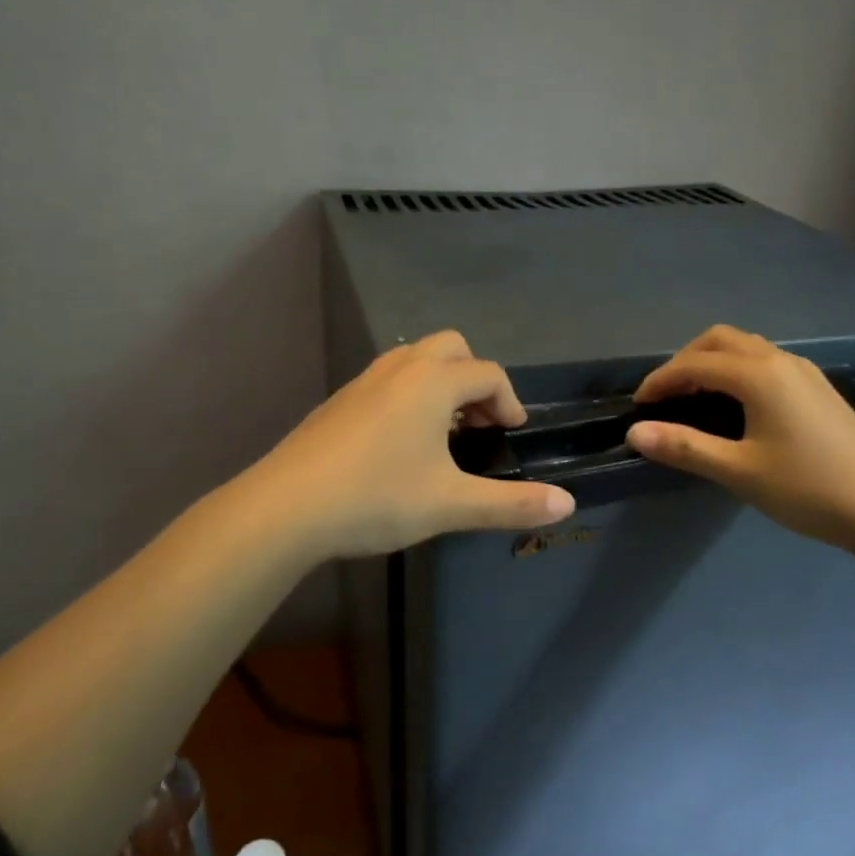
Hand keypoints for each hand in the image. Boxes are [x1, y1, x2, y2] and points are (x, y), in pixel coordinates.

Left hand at [255, 331, 575, 559]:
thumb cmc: (377, 498)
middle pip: (451, 348)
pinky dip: (408, 394)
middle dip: (475, 378)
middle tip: (480, 422)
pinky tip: (400, 442)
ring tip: (445, 430)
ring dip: (440, 383)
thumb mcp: (451, 504)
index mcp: (433, 383)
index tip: (512, 434)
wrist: (285, 508)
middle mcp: (399, 369)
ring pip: (414, 359)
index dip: (509, 401)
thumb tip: (568, 504)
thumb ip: (512, 503)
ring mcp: (363, 382)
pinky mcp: (338, 401)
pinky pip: (387, 379)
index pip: (488, 374)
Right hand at [626, 325, 854, 550]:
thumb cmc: (808, 488)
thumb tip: (635, 433)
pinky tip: (734, 406)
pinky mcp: (817, 388)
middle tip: (665, 397)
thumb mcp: (738, 471)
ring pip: (745, 348)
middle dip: (684, 361)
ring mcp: (804, 372)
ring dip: (711, 362)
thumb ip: (684, 447)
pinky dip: (736, 371)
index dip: (660, 381)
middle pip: (719, 340)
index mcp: (759, 375)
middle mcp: (780, 361)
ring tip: (693, 399)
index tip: (638, 406)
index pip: (694, 364)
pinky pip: (764, 362)